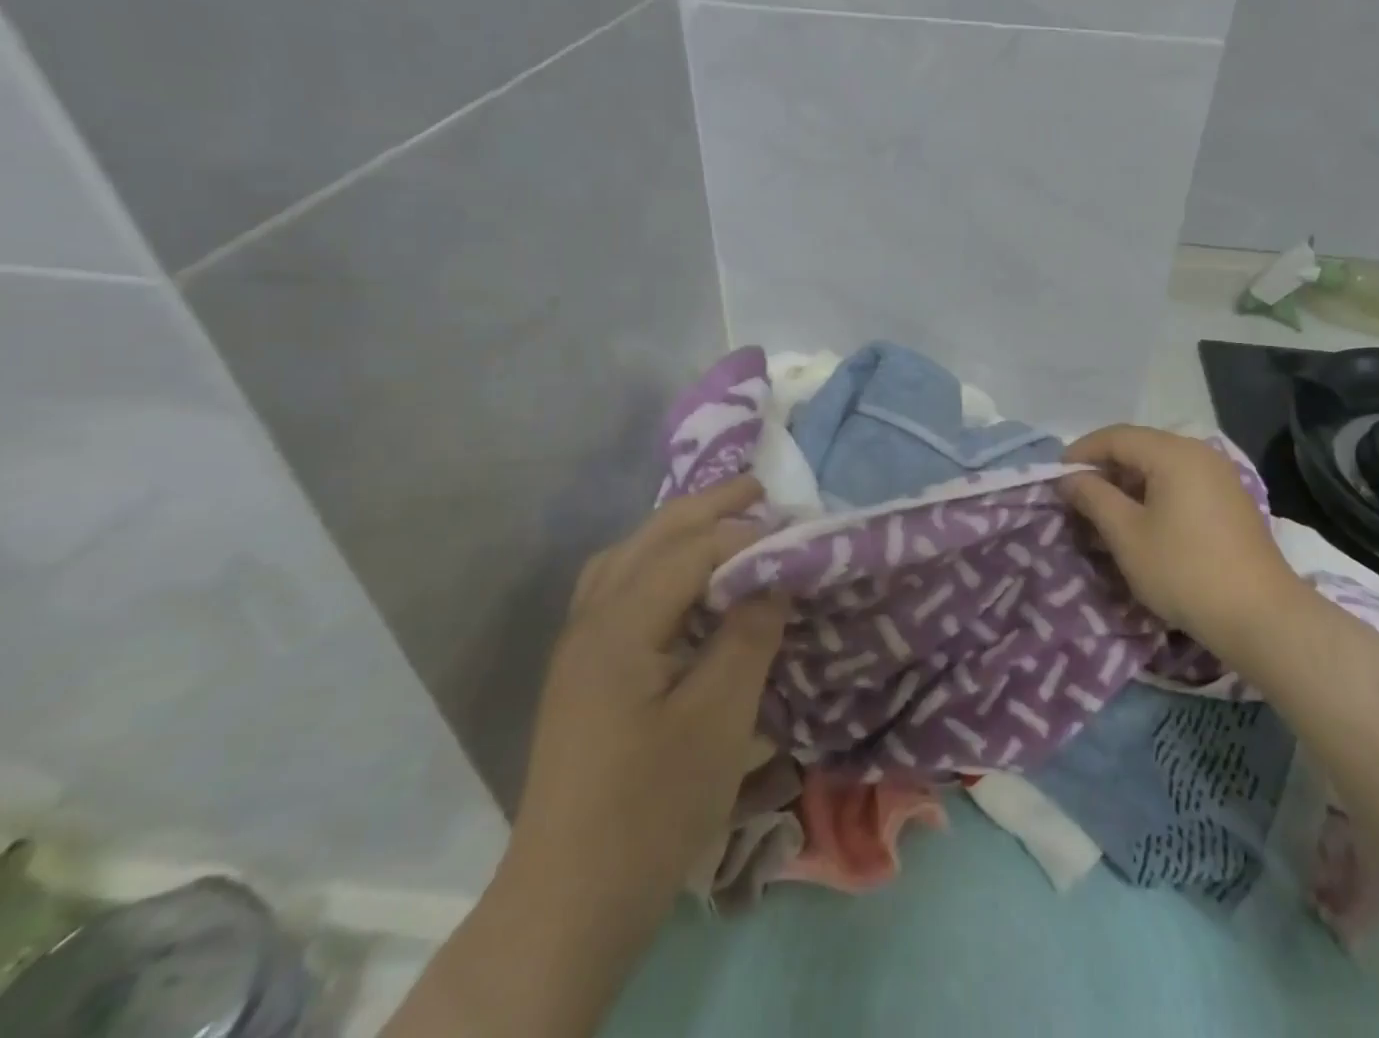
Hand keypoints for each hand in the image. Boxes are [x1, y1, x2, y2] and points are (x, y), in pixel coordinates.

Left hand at [501, 475, 787, 941]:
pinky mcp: (582, 671)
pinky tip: (683, 581)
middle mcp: (591, 620)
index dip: (748, 534)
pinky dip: (656, 563)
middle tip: (761, 487)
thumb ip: (749, 633)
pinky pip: (618, 588)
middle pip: (651, 538)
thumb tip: (776, 574)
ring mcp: (579, 646)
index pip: (691, 550)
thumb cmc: (653, 808)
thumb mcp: (720, 718)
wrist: (570, 902)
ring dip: (677, 530)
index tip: (798, 535)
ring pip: (627, 557)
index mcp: (620, 625)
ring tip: (724, 521)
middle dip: (708, 506)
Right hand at [1061, 425, 1303, 654]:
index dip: (1081, 452)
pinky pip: (1181, 482)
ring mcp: (1220, 475)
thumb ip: (1093, 498)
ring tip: (1104, 512)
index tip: (1056, 476)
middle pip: (1139, 447)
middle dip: (1104, 468)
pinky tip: (1141, 522)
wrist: (1262, 617)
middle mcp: (1199, 453)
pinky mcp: (1230, 500)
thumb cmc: (1185, 571)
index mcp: (1173, 452)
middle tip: (1077, 496)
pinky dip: (1154, 494)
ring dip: (1128, 483)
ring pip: (1160, 466)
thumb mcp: (1127, 535)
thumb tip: (1068, 478)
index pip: (1116, 436)